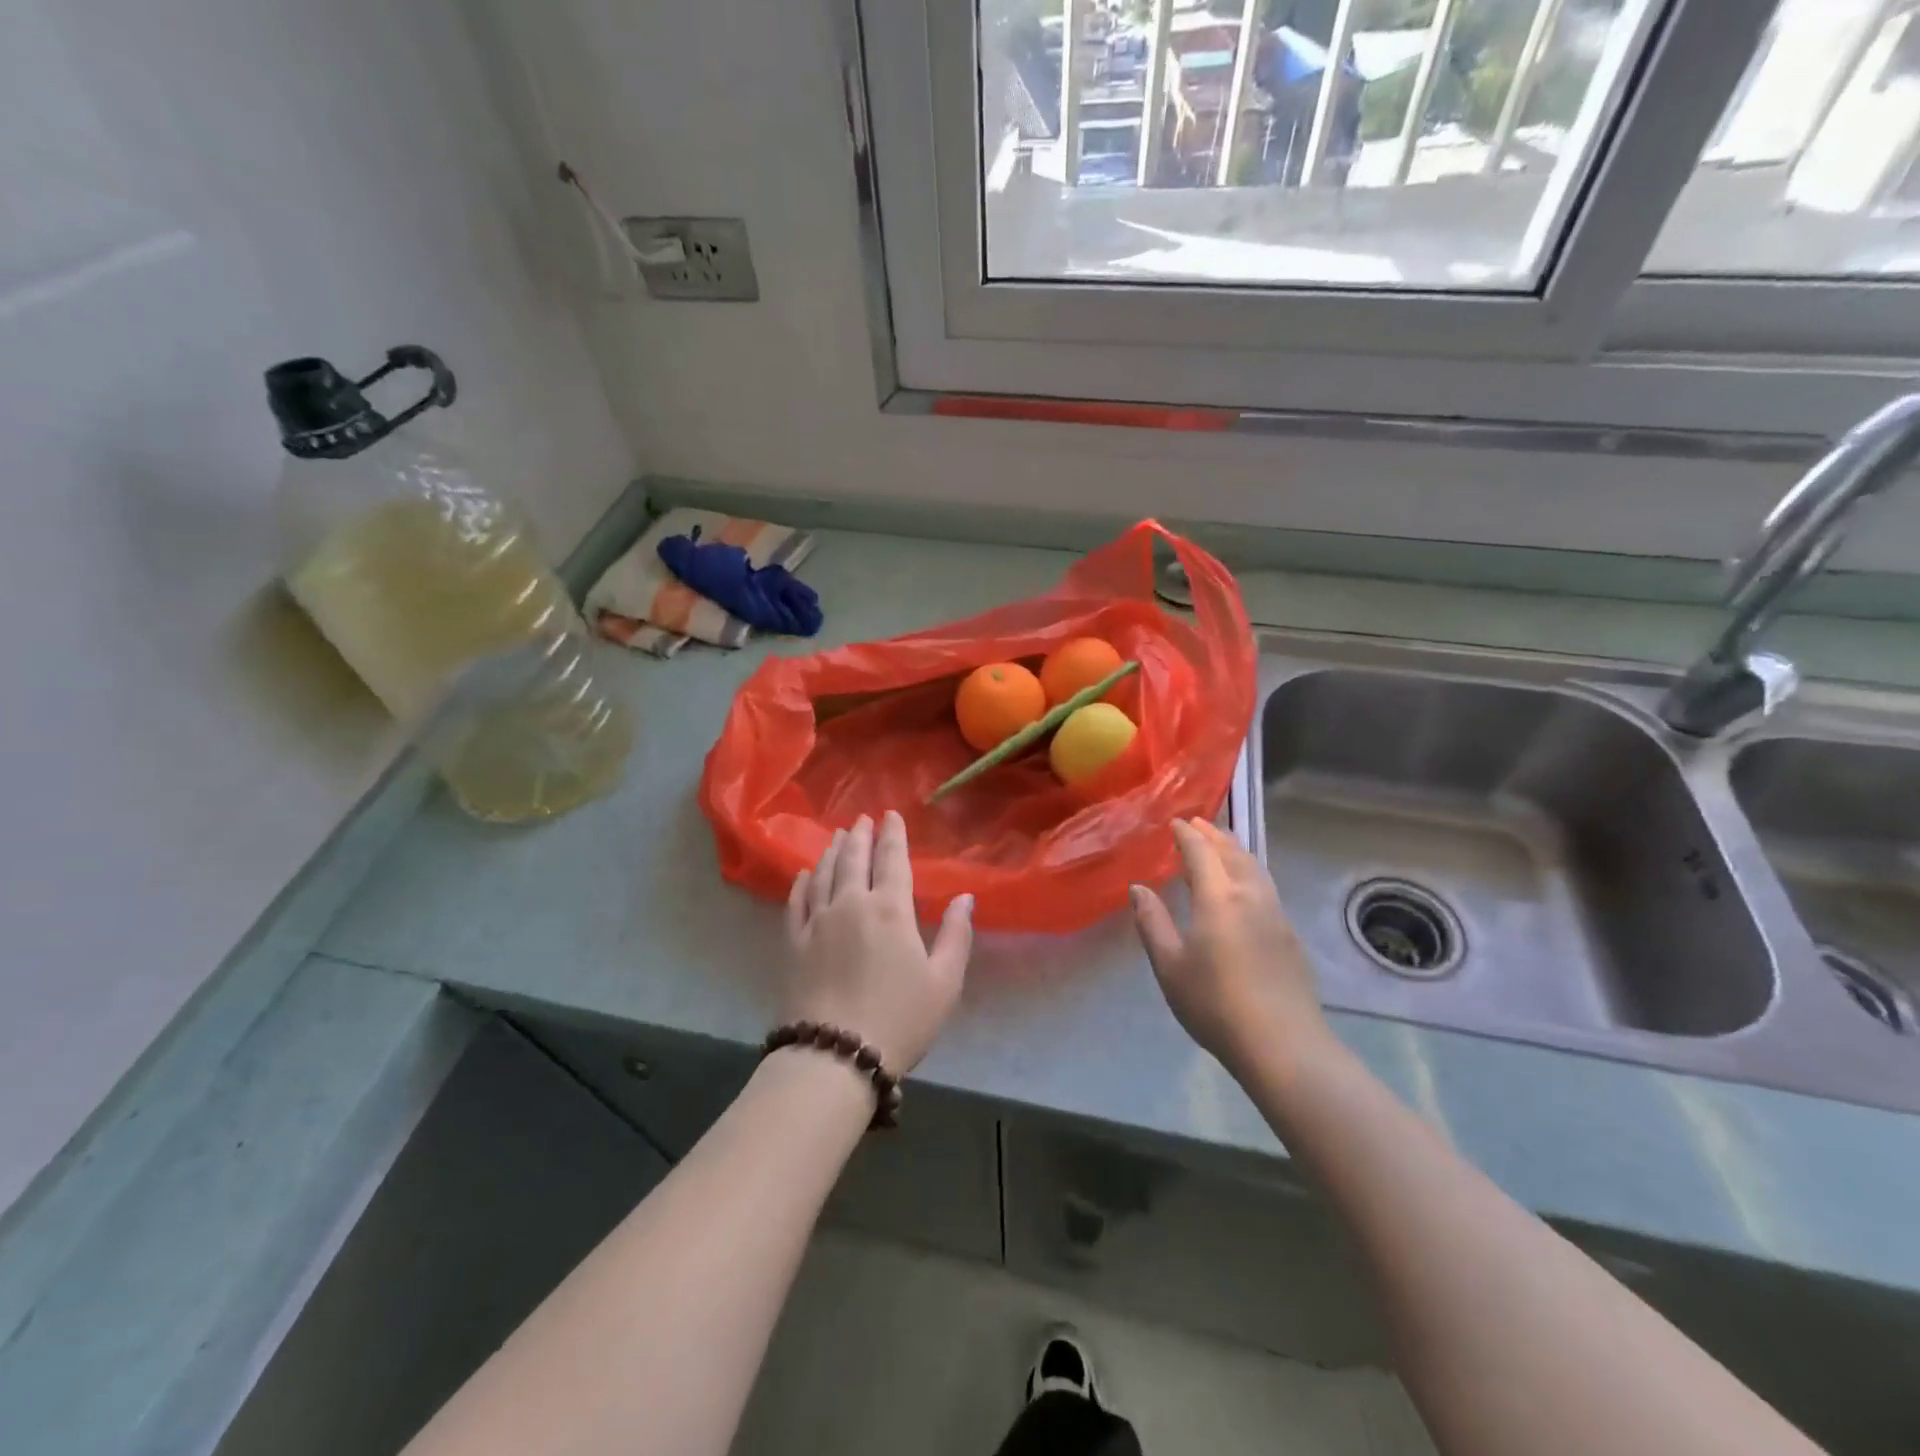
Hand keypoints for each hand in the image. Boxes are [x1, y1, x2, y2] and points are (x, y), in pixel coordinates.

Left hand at [785, 811, 972, 1073]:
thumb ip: (956, 935)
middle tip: (862, 819)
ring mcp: (817, 921)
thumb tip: (965, 896)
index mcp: (890, 909)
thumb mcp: (944, 982)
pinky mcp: (793, 942)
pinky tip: (805, 873)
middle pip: (853, 858)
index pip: (892, 859)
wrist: (835, 1055)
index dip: (892, 834)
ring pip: (823, 873)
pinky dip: (802, 881)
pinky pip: (796, 901)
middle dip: (860, 835)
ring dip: (832, 851)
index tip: (890, 815)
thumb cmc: (900, 1019)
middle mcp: (851, 904)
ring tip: (837, 836)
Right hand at [1131, 818, 1331, 1078]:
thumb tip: (1139, 888)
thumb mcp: (1170, 965)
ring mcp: (1275, 915)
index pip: (1201, 852)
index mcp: (1218, 898)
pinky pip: (1266, 886)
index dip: (1187, 834)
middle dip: (1215, 835)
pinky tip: (1243, 886)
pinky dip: (1249, 871)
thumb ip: (1152, 922)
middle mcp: (1250, 896)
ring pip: (1255, 868)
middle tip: (1199, 823)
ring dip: (1236, 850)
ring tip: (1222, 845)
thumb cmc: (1215, 1003)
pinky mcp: (1289, 935)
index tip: (1175, 822)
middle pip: (1234, 853)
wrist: (1282, 1044)